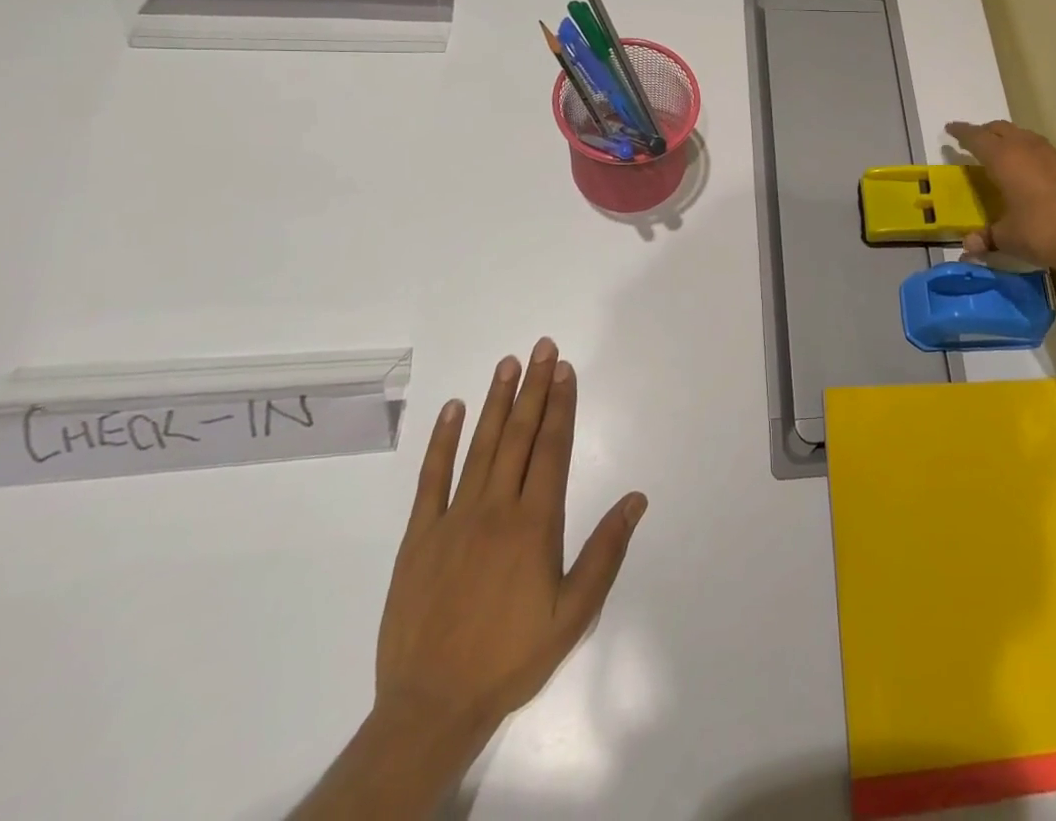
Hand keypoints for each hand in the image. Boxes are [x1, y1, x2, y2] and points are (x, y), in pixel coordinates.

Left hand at [373, 339, 646, 758]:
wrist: (431, 706)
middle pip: (518, 436)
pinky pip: (431, 478)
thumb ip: (605, 552)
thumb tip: (637, 499)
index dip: (560, 405)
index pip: (551, 449)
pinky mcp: (418, 537)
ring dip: (495, 402)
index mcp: (534, 524)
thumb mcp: (573, 615)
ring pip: (479, 446)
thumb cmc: (511, 657)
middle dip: (533, 388)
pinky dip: (442, 441)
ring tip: (507, 364)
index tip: (565, 369)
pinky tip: (453, 410)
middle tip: (541, 347)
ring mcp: (453, 519)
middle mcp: (495, 509)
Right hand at [946, 119, 1055, 282]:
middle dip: (986, 131)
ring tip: (1003, 151)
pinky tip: (1032, 170)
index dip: (962, 132)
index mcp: (1005, 159)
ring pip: (1026, 136)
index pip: (977, 138)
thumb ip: (987, 237)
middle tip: (975, 140)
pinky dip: (1030, 153)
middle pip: (1002, 129)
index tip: (951, 128)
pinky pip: (1043, 151)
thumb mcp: (1008, 238)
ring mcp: (1054, 156)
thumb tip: (969, 246)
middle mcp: (1028, 149)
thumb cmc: (1042, 232)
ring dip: (1011, 139)